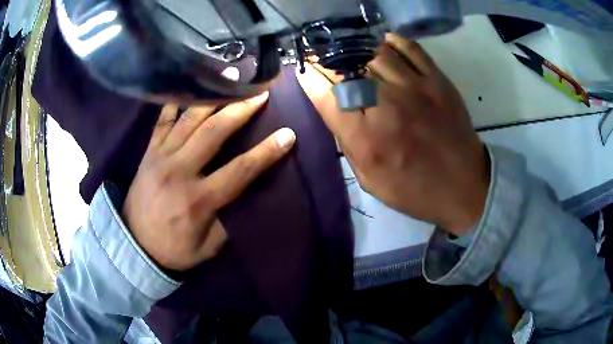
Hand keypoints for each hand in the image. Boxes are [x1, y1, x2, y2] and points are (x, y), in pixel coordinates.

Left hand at [122, 93, 295, 270]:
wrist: (133, 245)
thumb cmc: (173, 250)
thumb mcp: (208, 248)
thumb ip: (229, 222)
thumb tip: (246, 194)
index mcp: (198, 200)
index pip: (240, 170)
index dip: (267, 152)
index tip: (288, 135)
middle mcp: (179, 171)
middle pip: (214, 132)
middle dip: (241, 110)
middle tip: (260, 94)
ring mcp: (160, 157)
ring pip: (189, 119)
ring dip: (214, 97)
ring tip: (231, 80)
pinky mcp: (148, 152)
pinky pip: (163, 120)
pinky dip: (177, 102)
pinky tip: (191, 86)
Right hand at [297, 34, 489, 235]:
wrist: (463, 187)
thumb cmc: (414, 190)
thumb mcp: (369, 180)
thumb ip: (348, 142)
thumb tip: (336, 108)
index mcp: (366, 138)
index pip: (326, 94)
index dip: (309, 77)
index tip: (303, 69)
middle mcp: (387, 105)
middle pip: (346, 67)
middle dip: (326, 59)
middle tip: (320, 55)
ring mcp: (415, 87)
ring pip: (374, 52)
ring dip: (355, 49)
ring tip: (349, 51)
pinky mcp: (437, 80)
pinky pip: (409, 47)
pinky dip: (391, 41)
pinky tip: (382, 44)